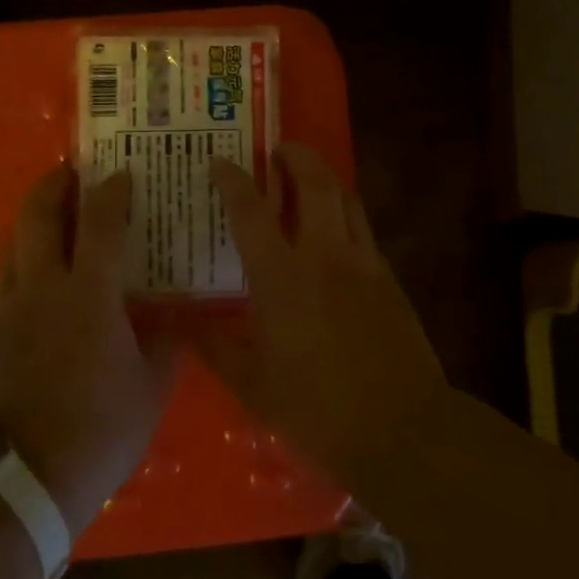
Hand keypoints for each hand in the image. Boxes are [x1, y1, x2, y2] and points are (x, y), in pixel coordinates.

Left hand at [0, 165, 177, 534]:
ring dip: (34, 218)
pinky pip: (4, 277)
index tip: (121, 175)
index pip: (100, 221)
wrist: (21, 480)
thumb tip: (176, 313)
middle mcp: (42, 286)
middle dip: (55, 183)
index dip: (111, 191)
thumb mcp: (150, 387)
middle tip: (71, 171)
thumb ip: (165, 341)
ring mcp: (7, 306)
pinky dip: (22, 260)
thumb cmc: (98, 431)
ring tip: (54, 214)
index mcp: (89, 294)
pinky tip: (36, 277)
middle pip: (39, 213)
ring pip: (15, 241)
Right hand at [200, 145, 449, 486]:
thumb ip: (212, 346)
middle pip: (313, 182)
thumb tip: (176, 323)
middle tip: (277, 149)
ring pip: (344, 197)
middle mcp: (322, 254)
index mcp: (281, 276)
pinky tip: (334, 227)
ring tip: (307, 174)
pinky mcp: (387, 277)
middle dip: (294, 156)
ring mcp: (361, 262)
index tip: (220, 161)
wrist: (402, 429)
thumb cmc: (317, 409)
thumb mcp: (252, 384)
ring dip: (323, 175)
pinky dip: (344, 210)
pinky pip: (362, 226)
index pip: (251, 211)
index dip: (233, 180)